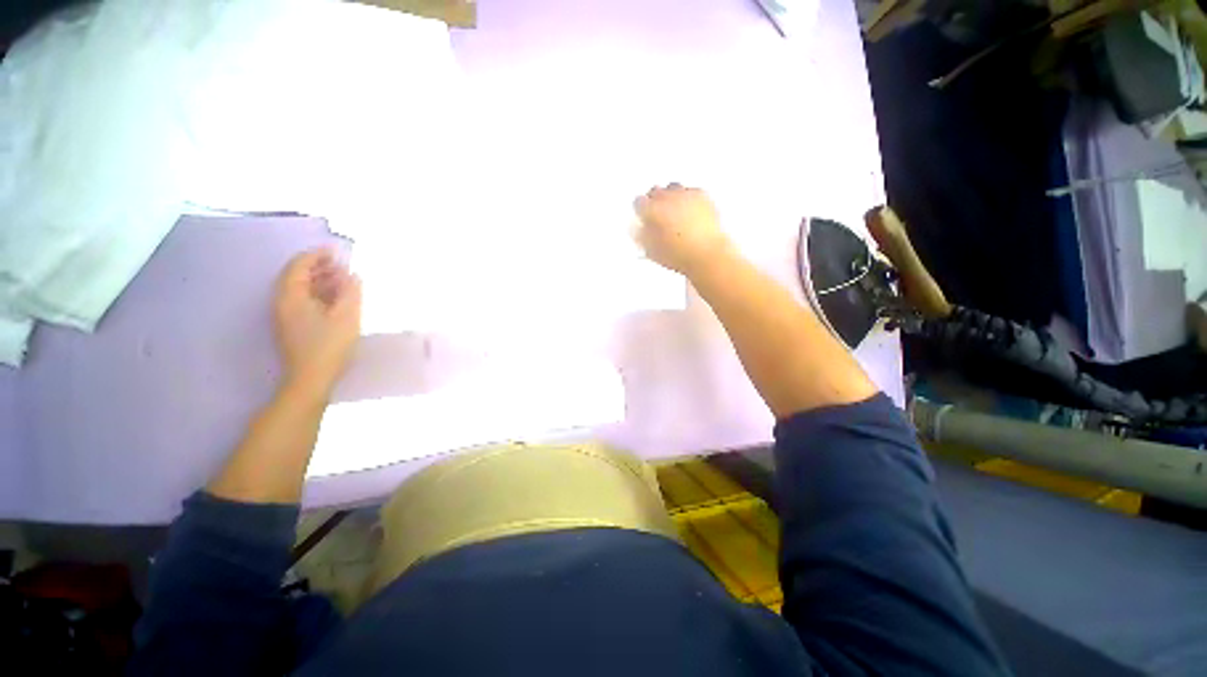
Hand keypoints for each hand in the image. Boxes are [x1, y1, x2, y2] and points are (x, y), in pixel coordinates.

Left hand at [273, 249, 361, 398]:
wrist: (311, 379)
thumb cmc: (329, 346)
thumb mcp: (346, 317)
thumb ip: (351, 292)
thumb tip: (353, 275)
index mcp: (290, 296)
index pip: (299, 266)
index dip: (317, 255)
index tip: (336, 251)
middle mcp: (282, 302)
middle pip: (297, 276)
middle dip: (319, 267)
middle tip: (342, 265)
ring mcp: (285, 315)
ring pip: (300, 289)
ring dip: (320, 281)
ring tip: (343, 280)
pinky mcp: (292, 326)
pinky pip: (303, 301)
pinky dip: (318, 294)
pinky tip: (336, 299)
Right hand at [634, 184, 734, 275]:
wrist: (706, 254)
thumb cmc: (680, 255)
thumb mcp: (651, 250)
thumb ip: (642, 235)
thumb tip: (640, 228)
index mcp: (652, 210)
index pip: (638, 202)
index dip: (640, 211)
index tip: (642, 217)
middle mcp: (667, 198)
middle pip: (655, 191)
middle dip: (654, 201)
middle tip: (657, 214)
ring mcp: (685, 195)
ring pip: (673, 187)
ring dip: (671, 197)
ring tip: (673, 211)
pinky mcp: (702, 196)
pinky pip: (691, 191)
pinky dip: (688, 198)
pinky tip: (689, 210)